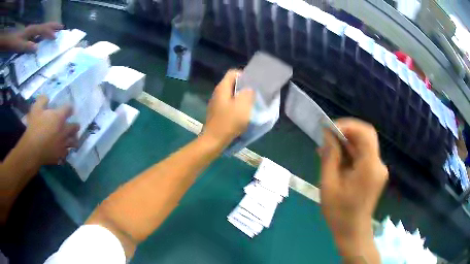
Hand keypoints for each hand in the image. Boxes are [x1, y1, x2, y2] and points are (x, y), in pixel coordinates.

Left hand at [0, 22, 62, 52]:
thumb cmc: (17, 43)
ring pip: (43, 28)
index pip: (43, 30)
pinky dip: (43, 33)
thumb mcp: (20, 46)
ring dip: (50, 29)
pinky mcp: (30, 34)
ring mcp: (32, 31)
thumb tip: (37, 48)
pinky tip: (43, 37)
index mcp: (33, 30)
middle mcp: (34, 28)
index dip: (50, 32)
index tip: (56, 37)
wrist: (16, 40)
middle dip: (53, 26)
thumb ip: (27, 46)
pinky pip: (38, 33)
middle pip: (45, 25)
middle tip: (62, 27)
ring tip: (55, 31)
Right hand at [24, 96, 79, 165]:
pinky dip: (66, 151)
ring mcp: (63, 144)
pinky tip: (64, 151)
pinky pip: (66, 153)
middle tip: (74, 126)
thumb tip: (47, 98)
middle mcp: (64, 131)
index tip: (69, 109)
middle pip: (75, 127)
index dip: (69, 108)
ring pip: (74, 142)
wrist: (32, 150)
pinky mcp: (60, 156)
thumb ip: (42, 100)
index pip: (69, 109)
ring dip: (74, 139)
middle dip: (75, 125)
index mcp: (59, 117)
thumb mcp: (36, 108)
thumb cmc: (34, 127)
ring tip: (73, 139)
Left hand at [202, 70, 254, 146]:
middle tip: (254, 94)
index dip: (244, 75)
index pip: (233, 73)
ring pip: (230, 94)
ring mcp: (215, 103)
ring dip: (240, 97)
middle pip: (232, 83)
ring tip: (250, 104)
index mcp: (222, 88)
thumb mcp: (243, 106)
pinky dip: (236, 106)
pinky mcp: (216, 112)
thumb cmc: (228, 122)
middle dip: (244, 87)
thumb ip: (248, 93)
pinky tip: (241, 114)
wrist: (213, 140)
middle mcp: (217, 92)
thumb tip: (249, 89)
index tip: (253, 84)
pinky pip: (228, 104)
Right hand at [319, 118, 387, 257]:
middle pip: (366, 136)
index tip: (329, 130)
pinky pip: (364, 156)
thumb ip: (330, 157)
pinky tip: (337, 161)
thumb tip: (328, 135)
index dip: (347, 125)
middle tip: (327, 138)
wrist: (353, 232)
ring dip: (347, 144)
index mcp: (369, 167)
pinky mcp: (375, 174)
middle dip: (346, 132)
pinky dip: (351, 154)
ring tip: (327, 151)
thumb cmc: (339, 213)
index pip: (365, 133)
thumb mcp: (329, 185)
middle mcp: (378, 165)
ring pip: (364, 146)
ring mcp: (378, 169)